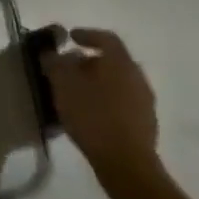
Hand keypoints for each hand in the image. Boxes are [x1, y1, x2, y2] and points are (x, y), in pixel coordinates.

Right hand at [44, 28, 160, 186]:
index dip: (87, 34)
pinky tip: (91, 114)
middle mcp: (137, 77)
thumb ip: (55, 64)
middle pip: (112, 61)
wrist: (126, 163)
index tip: (70, 37)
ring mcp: (145, 102)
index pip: (106, 38)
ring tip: (77, 93)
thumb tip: (52, 54)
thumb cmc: (93, 116)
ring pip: (118, 82)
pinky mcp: (146, 124)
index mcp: (120, 62)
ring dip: (98, 82)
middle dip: (89, 62)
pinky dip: (106, 100)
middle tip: (69, 68)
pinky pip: (123, 102)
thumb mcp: (63, 85)